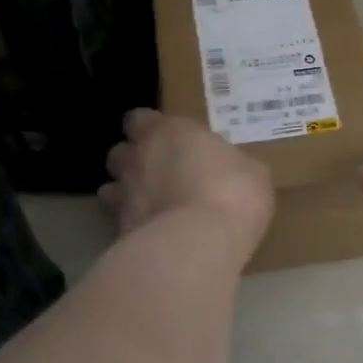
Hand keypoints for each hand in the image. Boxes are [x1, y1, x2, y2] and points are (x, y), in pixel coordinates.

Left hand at [101, 110, 273, 263]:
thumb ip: (231, 164)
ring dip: (125, 194)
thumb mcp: (252, 172)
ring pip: (110, 189)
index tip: (169, 140)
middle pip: (119, 152)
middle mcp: (137, 158)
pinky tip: (153, 238)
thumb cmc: (231, 193)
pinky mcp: (118, 231)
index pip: (139, 118)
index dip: (150, 128)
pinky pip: (119, 224)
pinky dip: (133, 227)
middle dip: (134, 161)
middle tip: (159, 175)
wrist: (199, 244)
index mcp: (167, 132)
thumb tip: (232, 169)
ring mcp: (122, 196)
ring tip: (151, 209)